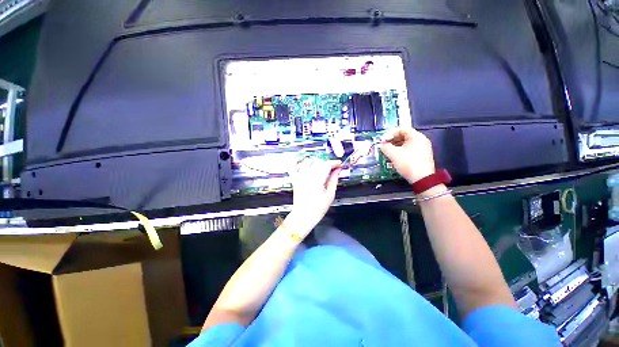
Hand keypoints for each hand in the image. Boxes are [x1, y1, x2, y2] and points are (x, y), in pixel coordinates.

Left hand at [285, 158, 340, 237]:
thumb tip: (338, 170)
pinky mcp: (295, 179)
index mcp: (317, 180)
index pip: (327, 165)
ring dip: (317, 161)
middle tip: (333, 168)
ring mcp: (300, 176)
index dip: (334, 163)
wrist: (304, 215)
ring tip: (322, 165)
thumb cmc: (317, 208)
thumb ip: (334, 180)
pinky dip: (296, 161)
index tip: (339, 164)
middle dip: (327, 163)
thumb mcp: (330, 195)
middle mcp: (308, 176)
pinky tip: (302, 158)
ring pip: (308, 162)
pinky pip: (293, 166)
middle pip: (319, 162)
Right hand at [380, 128, 435, 183]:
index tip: (382, 141)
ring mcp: (423, 148)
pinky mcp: (422, 155)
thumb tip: (382, 145)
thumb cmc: (407, 163)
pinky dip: (401, 151)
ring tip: (388, 152)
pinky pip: (409, 149)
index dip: (390, 134)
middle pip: (404, 135)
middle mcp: (421, 140)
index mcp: (416, 136)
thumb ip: (385, 147)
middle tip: (384, 146)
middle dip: (392, 140)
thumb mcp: (393, 154)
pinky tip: (395, 157)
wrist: (422, 178)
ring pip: (406, 143)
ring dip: (395, 146)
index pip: (401, 129)